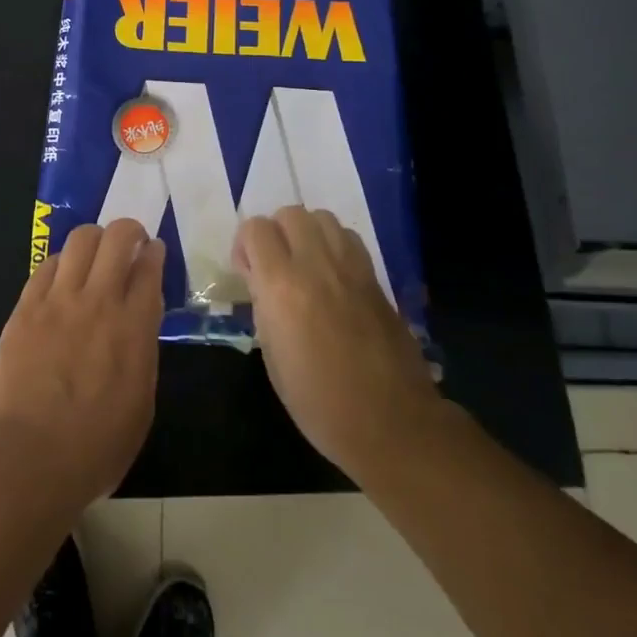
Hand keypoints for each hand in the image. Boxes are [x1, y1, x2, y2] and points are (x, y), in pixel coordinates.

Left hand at [0, 219, 165, 512]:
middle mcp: (99, 301)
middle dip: (128, 231)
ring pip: (80, 240)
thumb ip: (143, 352)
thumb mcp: (141, 404)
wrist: (27, 459)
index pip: (150, 268)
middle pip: (117, 237)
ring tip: (94, 254)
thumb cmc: (95, 448)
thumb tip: (140, 321)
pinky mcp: (25, 308)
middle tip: (129, 243)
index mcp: (135, 327)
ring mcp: (58, 301)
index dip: (154, 253)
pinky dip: (60, 263)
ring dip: (93, 239)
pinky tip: (61, 277)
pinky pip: (45, 266)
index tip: (153, 251)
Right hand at [234, 207, 441, 483]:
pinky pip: (349, 239)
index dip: (245, 245)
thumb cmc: (319, 402)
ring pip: (322, 218)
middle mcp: (316, 265)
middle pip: (290, 213)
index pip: (256, 229)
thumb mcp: (272, 357)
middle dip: (275, 232)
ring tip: (304, 264)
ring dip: (307, 233)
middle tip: (274, 265)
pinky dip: (334, 245)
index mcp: (282, 286)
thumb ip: (263, 307)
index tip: (247, 272)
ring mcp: (351, 268)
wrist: (391, 423)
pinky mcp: (376, 278)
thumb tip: (261, 282)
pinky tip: (332, 276)